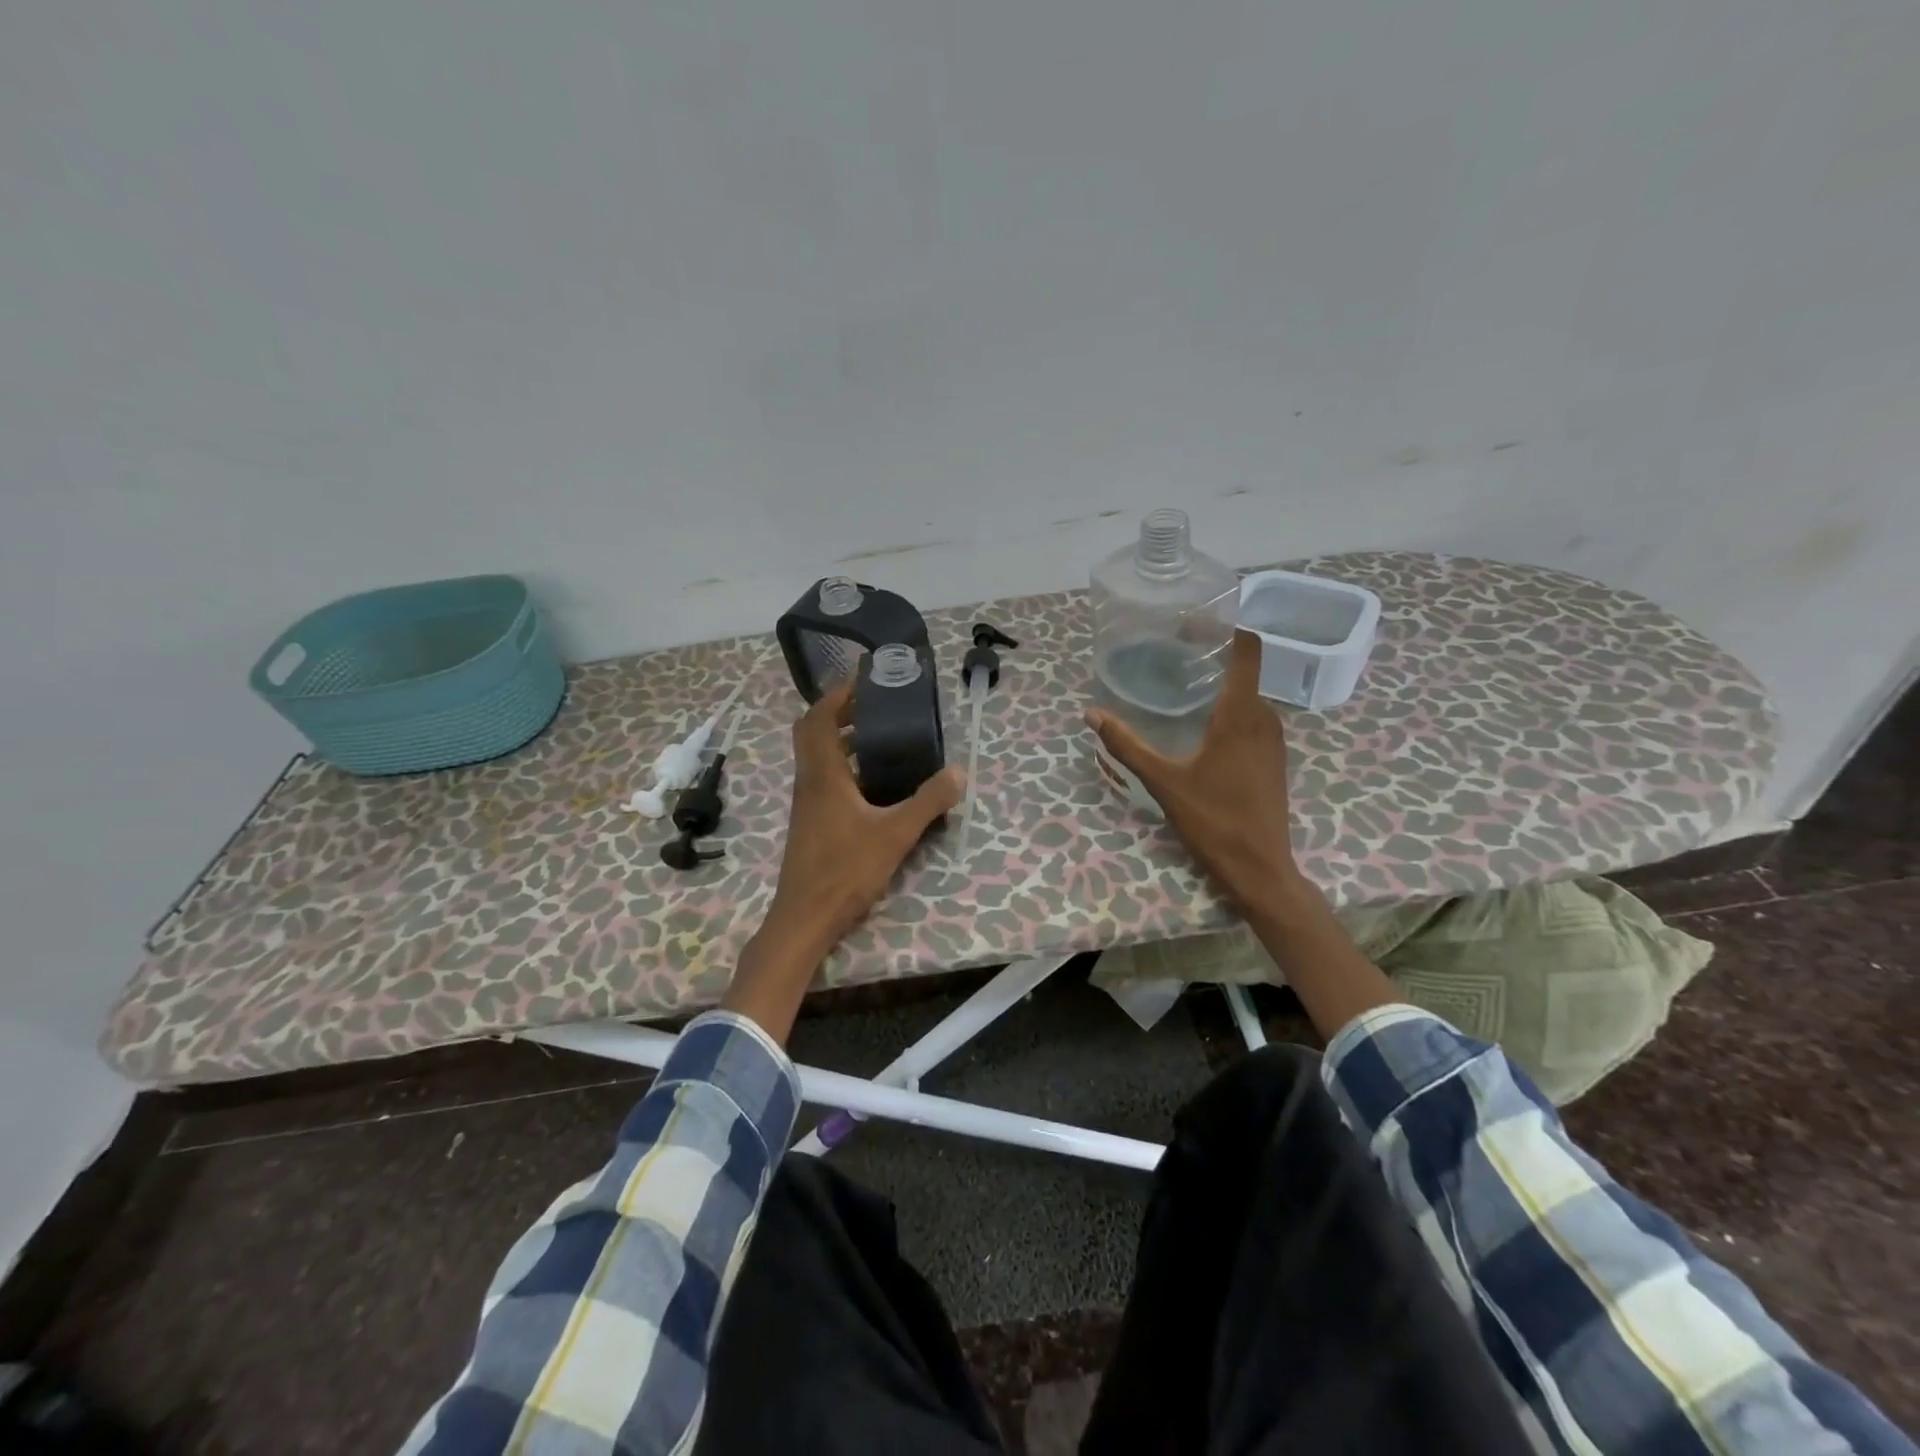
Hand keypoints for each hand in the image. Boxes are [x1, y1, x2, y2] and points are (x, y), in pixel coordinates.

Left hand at [762, 681, 965, 957]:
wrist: (805, 917)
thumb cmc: (846, 870)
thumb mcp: (896, 834)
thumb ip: (928, 801)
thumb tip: (959, 772)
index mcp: (823, 774)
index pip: (818, 718)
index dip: (838, 694)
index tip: (865, 679)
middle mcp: (809, 781)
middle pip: (813, 732)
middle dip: (839, 711)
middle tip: (874, 704)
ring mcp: (807, 803)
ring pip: (817, 756)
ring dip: (841, 739)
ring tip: (880, 736)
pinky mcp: (811, 821)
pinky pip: (824, 778)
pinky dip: (844, 765)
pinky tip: (873, 782)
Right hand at [1086, 630, 1302, 916]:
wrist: (1261, 868)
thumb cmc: (1213, 820)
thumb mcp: (1163, 781)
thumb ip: (1127, 745)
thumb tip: (1091, 714)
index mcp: (1241, 714)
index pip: (1247, 650)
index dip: (1226, 629)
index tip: (1193, 624)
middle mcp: (1265, 719)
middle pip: (1245, 671)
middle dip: (1213, 658)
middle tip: (1172, 656)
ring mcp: (1274, 740)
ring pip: (1249, 697)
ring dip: (1221, 686)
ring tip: (1182, 687)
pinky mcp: (1274, 760)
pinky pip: (1253, 719)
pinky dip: (1230, 710)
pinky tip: (1202, 727)